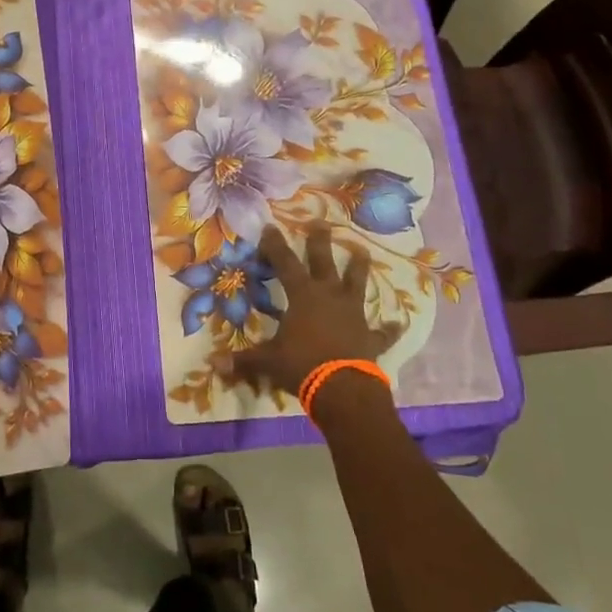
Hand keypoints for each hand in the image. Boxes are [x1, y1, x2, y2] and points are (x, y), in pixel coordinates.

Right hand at [229, 222, 402, 393]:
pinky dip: (389, 328)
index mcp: (303, 296)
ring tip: (363, 251)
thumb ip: (244, 360)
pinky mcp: (371, 336)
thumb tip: (213, 364)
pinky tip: (398, 323)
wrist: (343, 388)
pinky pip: (382, 331)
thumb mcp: (268, 361)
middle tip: (322, 223)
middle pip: (324, 262)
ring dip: (359, 268)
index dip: (275, 246)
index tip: (270, 226)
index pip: (285, 264)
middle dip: (320, 242)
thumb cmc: (302, 366)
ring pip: (357, 284)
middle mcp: (329, 297)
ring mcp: (354, 314)